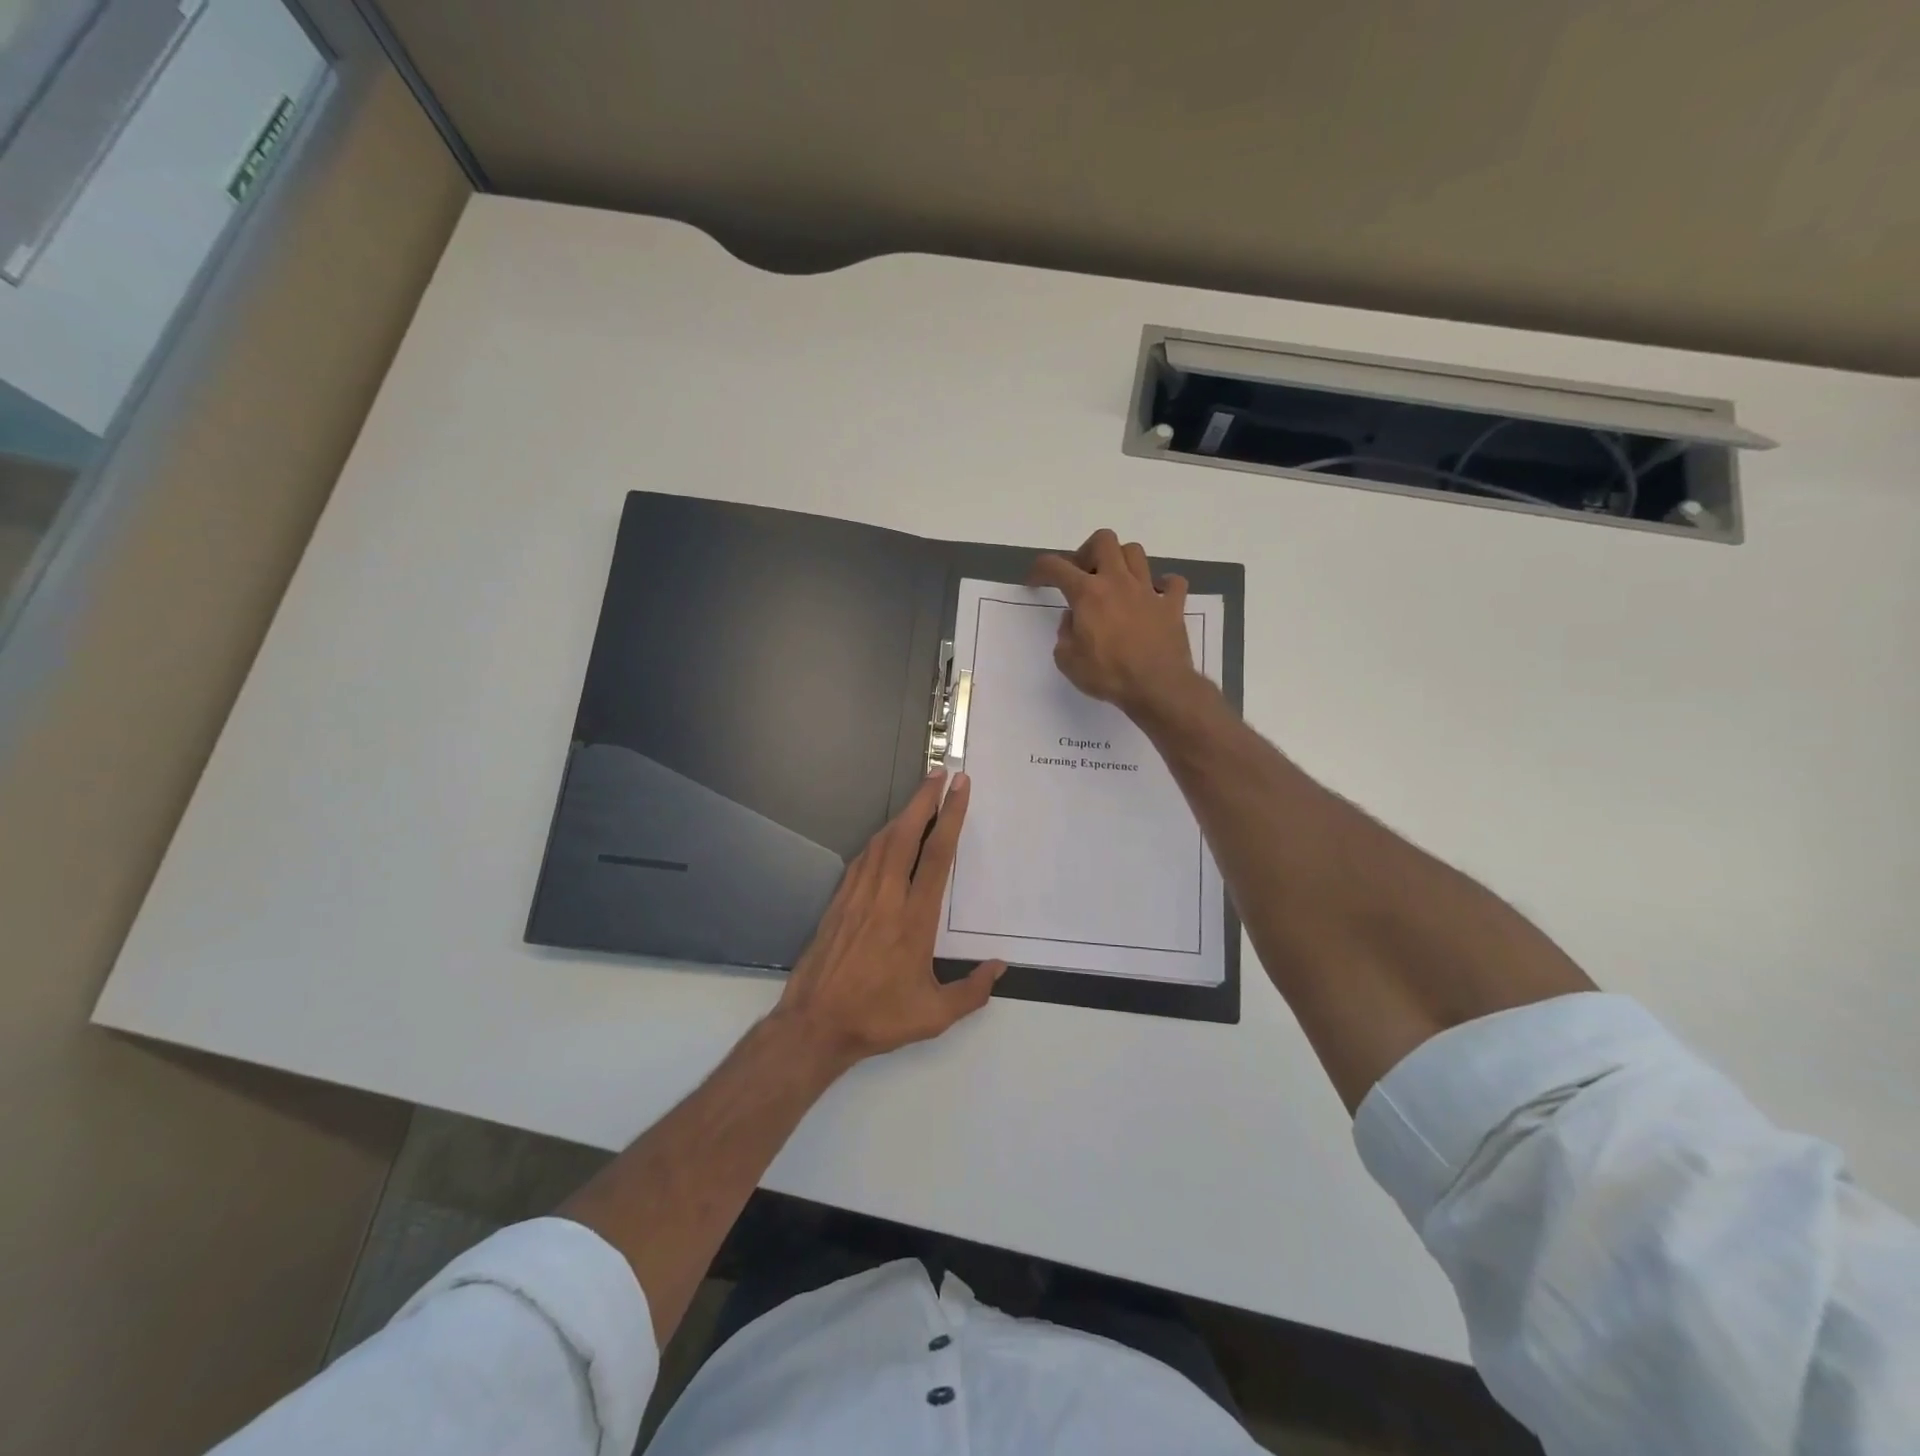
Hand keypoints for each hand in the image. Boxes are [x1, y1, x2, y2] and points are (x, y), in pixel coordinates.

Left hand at [774, 771, 1005, 1066]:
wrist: (815, 1024)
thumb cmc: (878, 1017)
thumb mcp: (934, 1015)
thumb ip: (972, 991)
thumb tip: (1000, 968)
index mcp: (913, 918)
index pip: (937, 855)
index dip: (951, 817)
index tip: (960, 788)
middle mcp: (886, 897)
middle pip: (906, 834)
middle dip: (924, 799)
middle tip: (940, 773)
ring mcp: (858, 895)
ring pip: (882, 841)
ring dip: (903, 814)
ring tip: (920, 796)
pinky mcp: (839, 901)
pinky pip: (863, 858)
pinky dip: (879, 838)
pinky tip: (886, 835)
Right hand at [1030, 528, 1203, 721]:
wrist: (1157, 687)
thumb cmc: (1108, 675)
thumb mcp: (1068, 661)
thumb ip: (1065, 634)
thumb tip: (1073, 620)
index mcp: (1088, 594)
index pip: (1057, 566)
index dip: (1041, 568)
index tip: (1035, 579)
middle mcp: (1118, 582)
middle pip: (1103, 541)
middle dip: (1088, 552)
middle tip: (1083, 575)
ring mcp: (1148, 591)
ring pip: (1135, 553)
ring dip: (1122, 561)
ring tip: (1116, 582)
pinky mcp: (1173, 606)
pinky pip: (1173, 582)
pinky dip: (1164, 585)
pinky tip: (1155, 597)